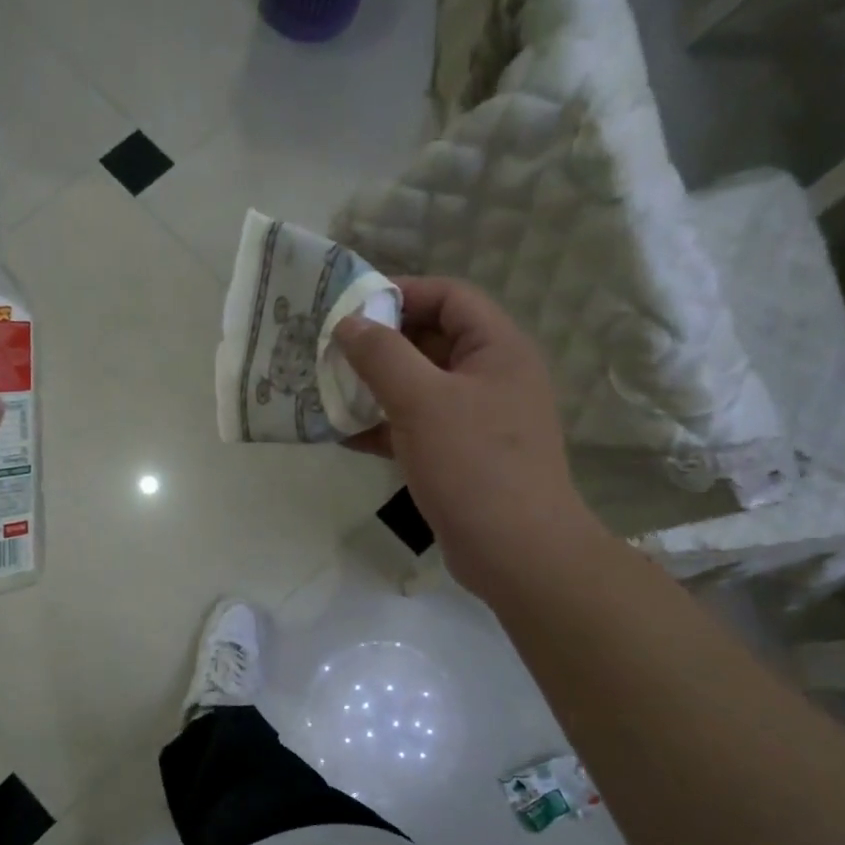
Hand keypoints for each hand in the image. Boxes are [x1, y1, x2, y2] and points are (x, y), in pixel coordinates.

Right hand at [332, 277, 594, 591]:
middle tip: (331, 350)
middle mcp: (491, 376)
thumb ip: (382, 356)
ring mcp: (477, 419)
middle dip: (380, 343)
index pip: (449, 296)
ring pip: (420, 386)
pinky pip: (417, 426)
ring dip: (376, 386)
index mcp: (497, 348)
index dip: (401, 293)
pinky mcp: (461, 456)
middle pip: (431, 340)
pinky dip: (383, 426)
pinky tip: (344, 434)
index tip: (351, 308)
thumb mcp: (422, 401)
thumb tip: (348, 323)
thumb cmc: (473, 465)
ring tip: (328, 389)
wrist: (515, 551)